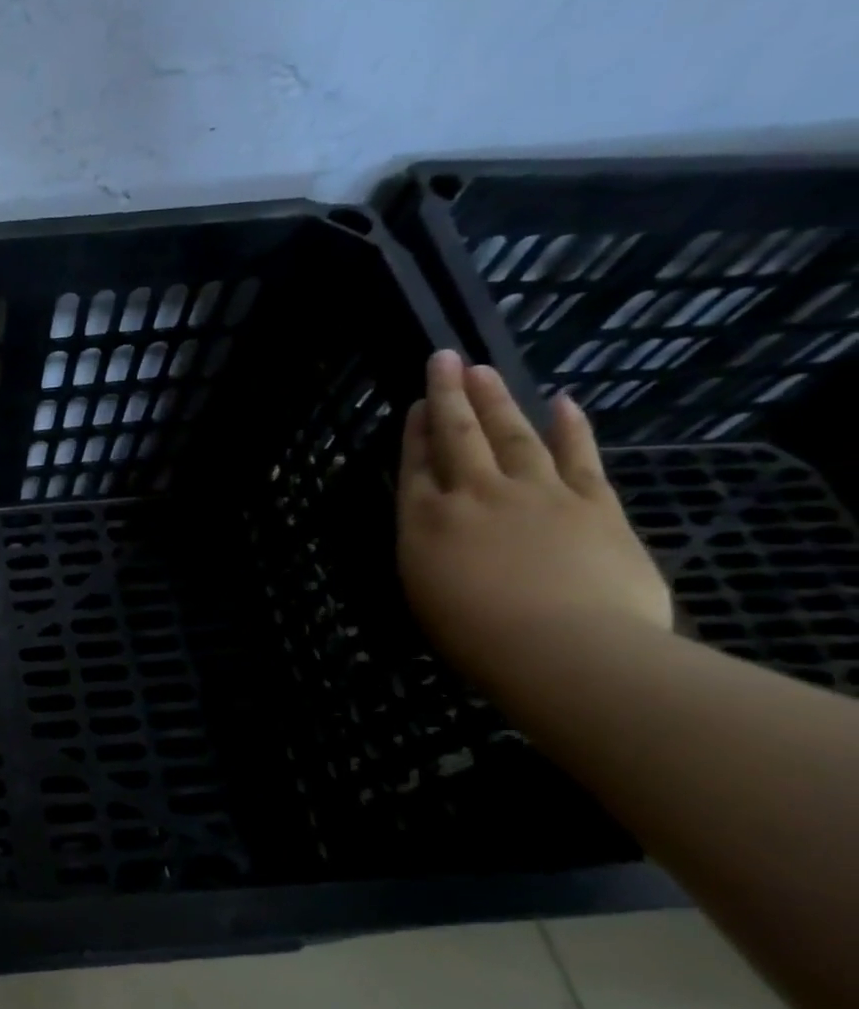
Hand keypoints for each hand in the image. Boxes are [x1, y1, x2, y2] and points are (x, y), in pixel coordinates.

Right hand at [397, 350, 671, 693]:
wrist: (563, 649)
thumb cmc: (476, 636)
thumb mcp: (425, 592)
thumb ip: (430, 550)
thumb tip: (442, 529)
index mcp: (424, 521)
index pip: (416, 464)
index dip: (416, 431)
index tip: (419, 402)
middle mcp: (473, 495)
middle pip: (458, 435)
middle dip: (450, 395)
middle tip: (445, 359)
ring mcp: (535, 493)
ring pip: (512, 434)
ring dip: (497, 400)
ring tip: (485, 370)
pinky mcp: (593, 504)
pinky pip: (578, 457)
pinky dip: (571, 428)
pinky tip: (564, 402)